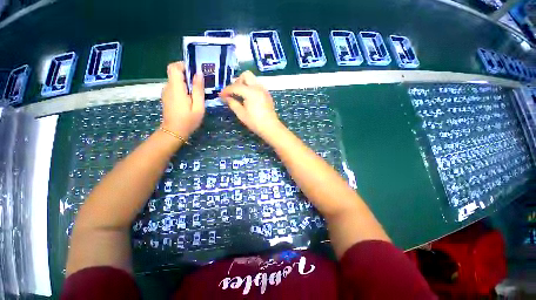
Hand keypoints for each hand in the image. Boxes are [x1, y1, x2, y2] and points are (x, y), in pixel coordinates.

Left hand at [161, 62, 204, 138]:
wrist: (174, 132)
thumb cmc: (188, 120)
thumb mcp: (198, 106)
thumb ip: (198, 89)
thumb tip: (199, 73)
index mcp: (176, 88)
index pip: (174, 67)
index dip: (183, 65)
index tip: (195, 71)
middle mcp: (168, 87)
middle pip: (175, 73)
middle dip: (188, 75)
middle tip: (200, 85)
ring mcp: (166, 92)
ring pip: (176, 81)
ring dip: (186, 83)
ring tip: (197, 94)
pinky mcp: (167, 97)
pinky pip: (175, 88)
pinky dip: (183, 89)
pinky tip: (190, 99)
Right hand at [220, 71, 282, 138]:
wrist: (271, 127)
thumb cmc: (255, 122)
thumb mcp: (241, 114)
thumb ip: (232, 103)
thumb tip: (225, 98)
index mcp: (251, 92)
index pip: (235, 86)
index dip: (226, 90)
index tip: (221, 96)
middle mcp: (258, 87)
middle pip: (246, 75)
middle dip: (237, 81)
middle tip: (233, 92)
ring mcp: (264, 90)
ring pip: (252, 80)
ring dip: (244, 84)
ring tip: (240, 96)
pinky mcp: (267, 94)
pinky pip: (257, 86)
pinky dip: (250, 88)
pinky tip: (248, 98)